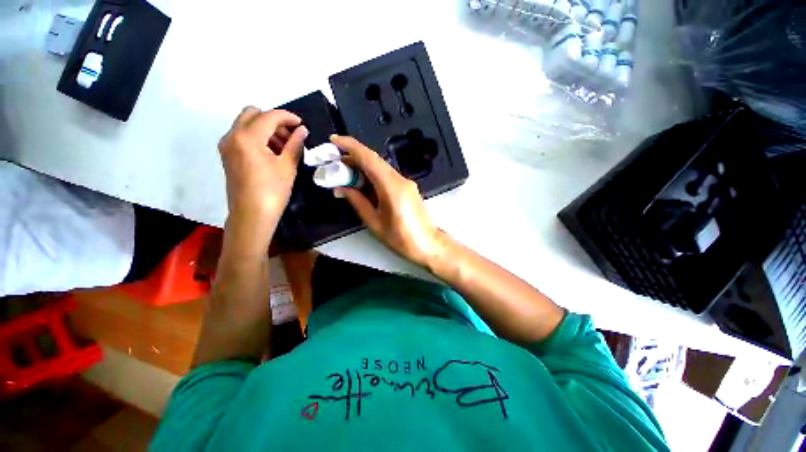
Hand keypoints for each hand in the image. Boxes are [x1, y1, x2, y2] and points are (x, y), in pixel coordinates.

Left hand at [218, 107, 307, 229]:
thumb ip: (294, 144)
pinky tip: (271, 153)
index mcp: (247, 137)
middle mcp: (232, 135)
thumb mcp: (287, 167)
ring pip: (246, 124)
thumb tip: (302, 130)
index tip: (301, 124)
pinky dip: (257, 137)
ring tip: (283, 147)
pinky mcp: (227, 154)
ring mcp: (227, 145)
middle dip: (274, 120)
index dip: (288, 117)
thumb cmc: (272, 191)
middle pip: (253, 114)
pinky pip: (242, 135)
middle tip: (290, 136)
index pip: (269, 116)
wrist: (251, 215)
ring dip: (265, 128)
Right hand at [331, 135, 447, 267]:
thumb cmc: (401, 238)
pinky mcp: (407, 187)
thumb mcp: (375, 222)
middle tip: (333, 163)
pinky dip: (371, 175)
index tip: (334, 140)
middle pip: (374, 160)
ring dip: (361, 167)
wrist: (427, 244)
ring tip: (344, 174)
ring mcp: (406, 182)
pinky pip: (386, 175)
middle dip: (352, 157)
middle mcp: (400, 179)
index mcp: (392, 187)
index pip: (369, 159)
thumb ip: (358, 202)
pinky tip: (361, 183)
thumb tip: (342, 188)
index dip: (350, 146)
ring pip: (380, 167)